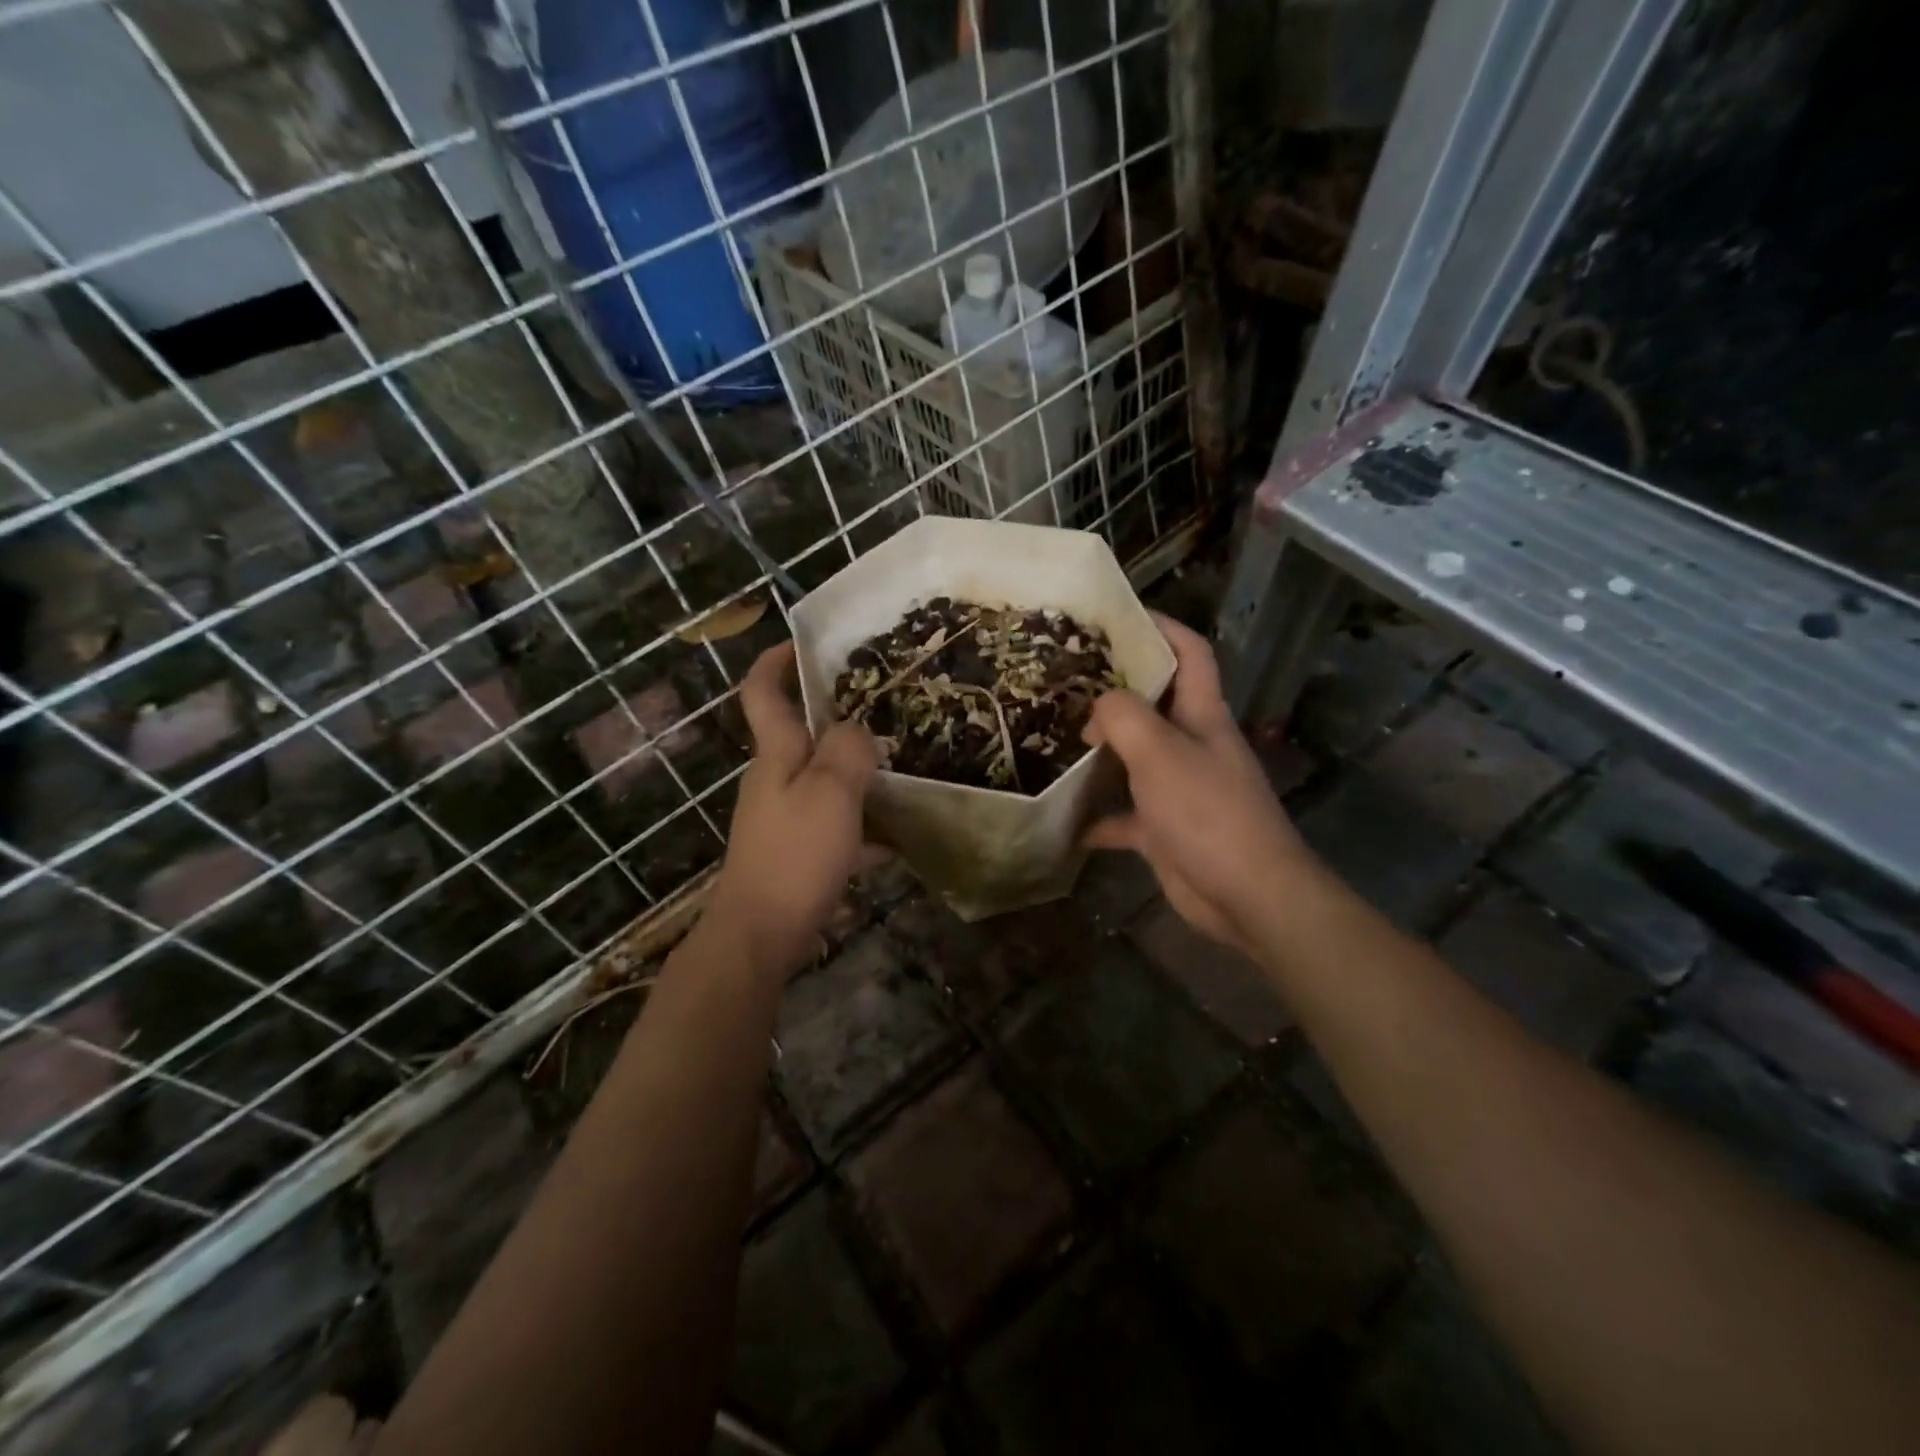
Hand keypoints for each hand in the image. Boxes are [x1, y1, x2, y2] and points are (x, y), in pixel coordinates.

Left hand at [708, 642, 877, 971]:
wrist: (762, 932)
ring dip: (855, 773)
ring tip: (900, 768)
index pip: (761, 692)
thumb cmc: (795, 854)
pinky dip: (860, 826)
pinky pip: (833, 826)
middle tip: (882, 709)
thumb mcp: (831, 792)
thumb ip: (848, 750)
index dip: (775, 661)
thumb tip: (858, 729)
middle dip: (834, 718)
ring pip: (822, 781)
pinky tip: (896, 840)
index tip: (803, 643)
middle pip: (800, 736)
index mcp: (776, 754)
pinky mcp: (795, 853)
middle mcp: (774, 779)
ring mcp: (783, 817)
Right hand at [1083, 615, 1318, 958]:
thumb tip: (1097, 708)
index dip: (1162, 627)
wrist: (1247, 895)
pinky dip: (1097, 818)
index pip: (1190, 654)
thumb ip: (1124, 717)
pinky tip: (1065, 821)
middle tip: (1064, 682)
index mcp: (1202, 716)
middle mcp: (1192, 746)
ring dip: (1100, 754)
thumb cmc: (1207, 812)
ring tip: (1053, 740)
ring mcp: (1179, 789)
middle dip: (1115, 690)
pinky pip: (1124, 816)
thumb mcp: (1160, 752)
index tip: (1119, 615)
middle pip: (1154, 704)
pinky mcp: (1165, 830)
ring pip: (1134, 759)